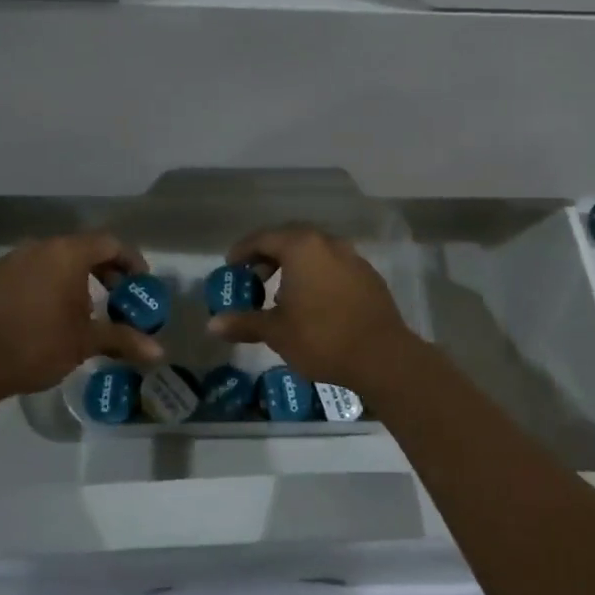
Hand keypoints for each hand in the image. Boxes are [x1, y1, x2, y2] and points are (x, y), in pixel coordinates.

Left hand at [0, 232, 162, 406]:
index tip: (141, 285)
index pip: (110, 243)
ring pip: (56, 261)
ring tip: (87, 311)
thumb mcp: (84, 342)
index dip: (131, 261)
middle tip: (119, 298)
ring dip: (77, 280)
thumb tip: (160, 353)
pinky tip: (51, 317)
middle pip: (83, 249)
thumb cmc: (33, 344)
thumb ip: (123, 340)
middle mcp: (39, 247)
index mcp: (66, 253)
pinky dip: (51, 286)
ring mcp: (11, 261)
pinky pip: (33, 273)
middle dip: (106, 272)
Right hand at [207, 226, 418, 391]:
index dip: (242, 251)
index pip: (263, 238)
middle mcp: (328, 243)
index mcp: (302, 247)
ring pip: (314, 252)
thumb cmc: (322, 338)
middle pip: (290, 239)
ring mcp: (352, 257)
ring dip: (294, 266)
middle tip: (254, 278)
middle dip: (268, 256)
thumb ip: (244, 322)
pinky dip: (316, 275)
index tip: (230, 267)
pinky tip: (312, 302)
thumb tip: (212, 325)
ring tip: (281, 294)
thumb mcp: (276, 332)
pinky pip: (333, 266)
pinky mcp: (368, 276)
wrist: (382, 356)